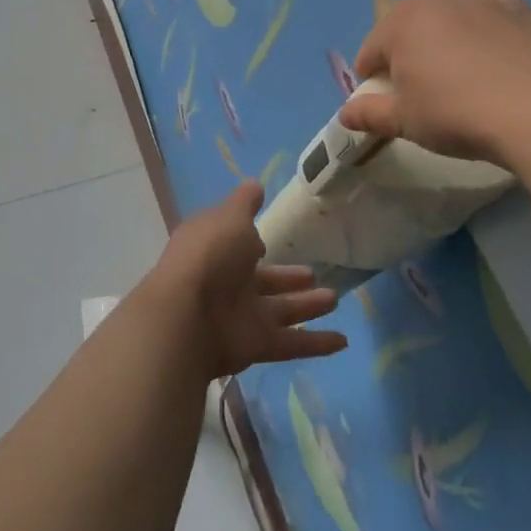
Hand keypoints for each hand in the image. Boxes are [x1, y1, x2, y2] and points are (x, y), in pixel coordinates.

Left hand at [146, 182, 348, 378]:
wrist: (186, 318)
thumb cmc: (210, 256)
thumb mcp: (230, 217)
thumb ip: (245, 203)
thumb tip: (255, 185)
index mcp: (217, 249)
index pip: (236, 243)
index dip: (250, 240)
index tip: (268, 236)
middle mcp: (228, 282)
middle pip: (265, 280)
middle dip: (288, 277)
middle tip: (314, 273)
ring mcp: (241, 315)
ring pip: (282, 310)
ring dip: (308, 306)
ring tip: (335, 298)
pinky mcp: (255, 345)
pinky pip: (291, 343)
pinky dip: (316, 343)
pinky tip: (343, 341)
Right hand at [337, 0, 530, 167]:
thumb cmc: (457, 114)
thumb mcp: (406, 121)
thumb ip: (370, 114)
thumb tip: (344, 114)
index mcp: (402, 24)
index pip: (371, 47)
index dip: (370, 73)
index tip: (378, 96)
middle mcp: (438, 1)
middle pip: (410, 25)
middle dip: (407, 50)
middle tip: (418, 86)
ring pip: (451, 15)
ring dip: (446, 37)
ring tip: (460, 71)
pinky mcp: (520, 8)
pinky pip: (491, 13)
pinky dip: (486, 28)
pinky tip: (496, 52)